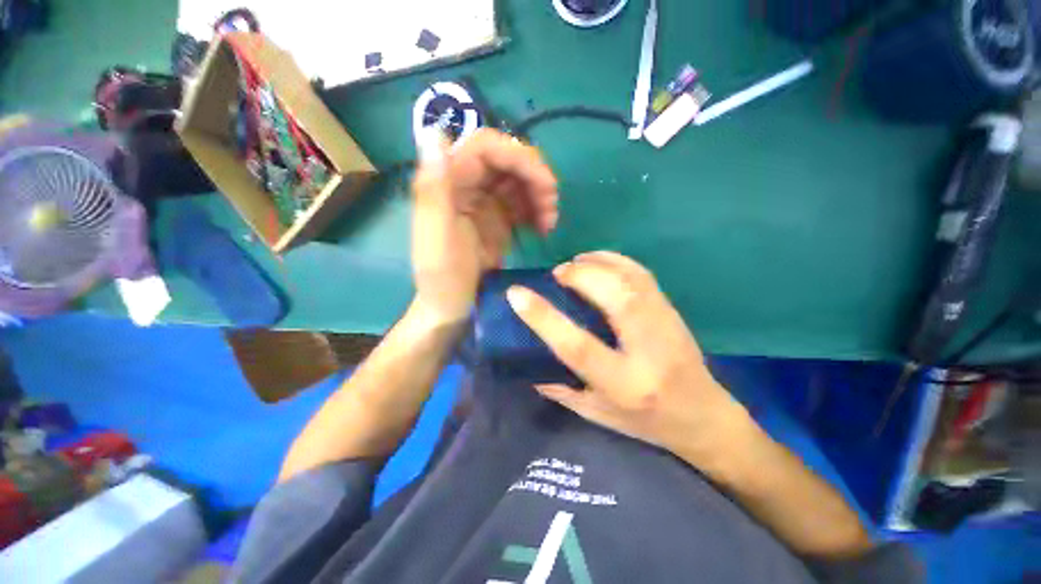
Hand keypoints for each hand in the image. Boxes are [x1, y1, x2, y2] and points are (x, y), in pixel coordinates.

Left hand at [411, 128, 558, 324]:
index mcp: (446, 180)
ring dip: (540, 191)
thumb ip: (433, 187)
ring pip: (519, 175)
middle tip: (551, 203)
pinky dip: (539, 206)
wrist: (451, 313)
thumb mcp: (436, 237)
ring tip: (549, 221)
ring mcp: (483, 198)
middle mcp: (464, 182)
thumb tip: (433, 134)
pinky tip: (543, 227)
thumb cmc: (441, 279)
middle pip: (507, 156)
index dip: (516, 153)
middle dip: (534, 174)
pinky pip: (524, 197)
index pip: (485, 144)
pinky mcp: (497, 215)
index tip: (540, 179)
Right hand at [506, 251, 751, 465]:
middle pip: (614, 298)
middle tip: (557, 274)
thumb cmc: (647, 423)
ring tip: (575, 263)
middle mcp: (647, 351)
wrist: (701, 415)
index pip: (579, 346)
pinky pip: (644, 276)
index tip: (517, 294)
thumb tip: (529, 369)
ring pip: (633, 279)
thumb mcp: (600, 416)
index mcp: (624, 385)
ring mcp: (666, 326)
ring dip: (599, 262)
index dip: (545, 318)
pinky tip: (601, 263)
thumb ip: (563, 392)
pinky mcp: (674, 312)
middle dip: (580, 276)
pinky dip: (619, 262)